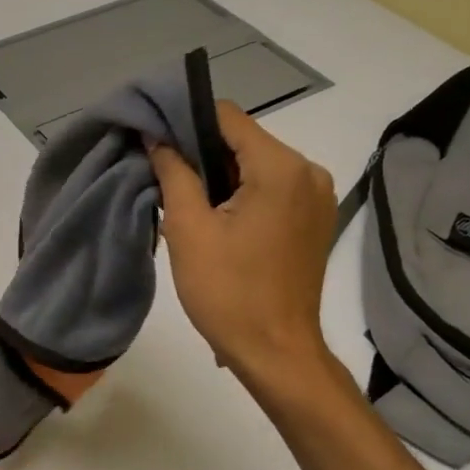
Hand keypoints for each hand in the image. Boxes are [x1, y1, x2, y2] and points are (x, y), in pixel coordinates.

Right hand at [149, 102, 339, 386]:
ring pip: (256, 164)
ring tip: (185, 202)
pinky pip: (271, 188)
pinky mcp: (315, 219)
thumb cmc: (228, 292)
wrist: (276, 353)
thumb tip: (157, 137)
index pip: (226, 116)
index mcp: (280, 167)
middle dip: (200, 152)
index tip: (153, 139)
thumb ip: (173, 172)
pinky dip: (241, 193)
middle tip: (162, 175)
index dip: (184, 120)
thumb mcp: (188, 229)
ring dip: (219, 175)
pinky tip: (217, 219)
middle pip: (243, 140)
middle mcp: (308, 171)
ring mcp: (317, 196)